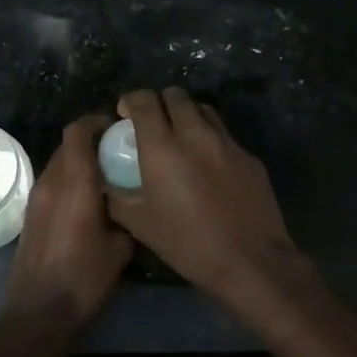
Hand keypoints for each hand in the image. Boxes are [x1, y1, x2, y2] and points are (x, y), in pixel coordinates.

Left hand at [4, 113, 133, 330]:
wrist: (38, 312)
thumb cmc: (83, 279)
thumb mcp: (120, 249)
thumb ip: (127, 217)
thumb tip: (133, 205)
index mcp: (74, 183)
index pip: (78, 132)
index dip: (96, 122)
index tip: (117, 127)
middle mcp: (51, 182)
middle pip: (68, 145)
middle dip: (91, 141)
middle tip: (118, 152)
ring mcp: (37, 197)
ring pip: (59, 163)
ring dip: (79, 162)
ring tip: (106, 176)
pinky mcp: (31, 213)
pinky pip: (52, 182)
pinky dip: (69, 180)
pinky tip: (88, 200)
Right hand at [105, 88, 299, 298]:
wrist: (250, 261)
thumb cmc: (188, 244)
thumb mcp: (139, 224)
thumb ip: (117, 195)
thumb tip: (106, 180)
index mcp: (163, 147)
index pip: (144, 100)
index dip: (131, 101)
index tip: (125, 115)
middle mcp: (195, 134)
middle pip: (175, 95)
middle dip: (159, 103)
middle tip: (153, 125)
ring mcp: (227, 142)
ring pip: (203, 109)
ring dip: (187, 115)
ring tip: (181, 138)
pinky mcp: (249, 156)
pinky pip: (224, 135)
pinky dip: (210, 139)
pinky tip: (209, 166)